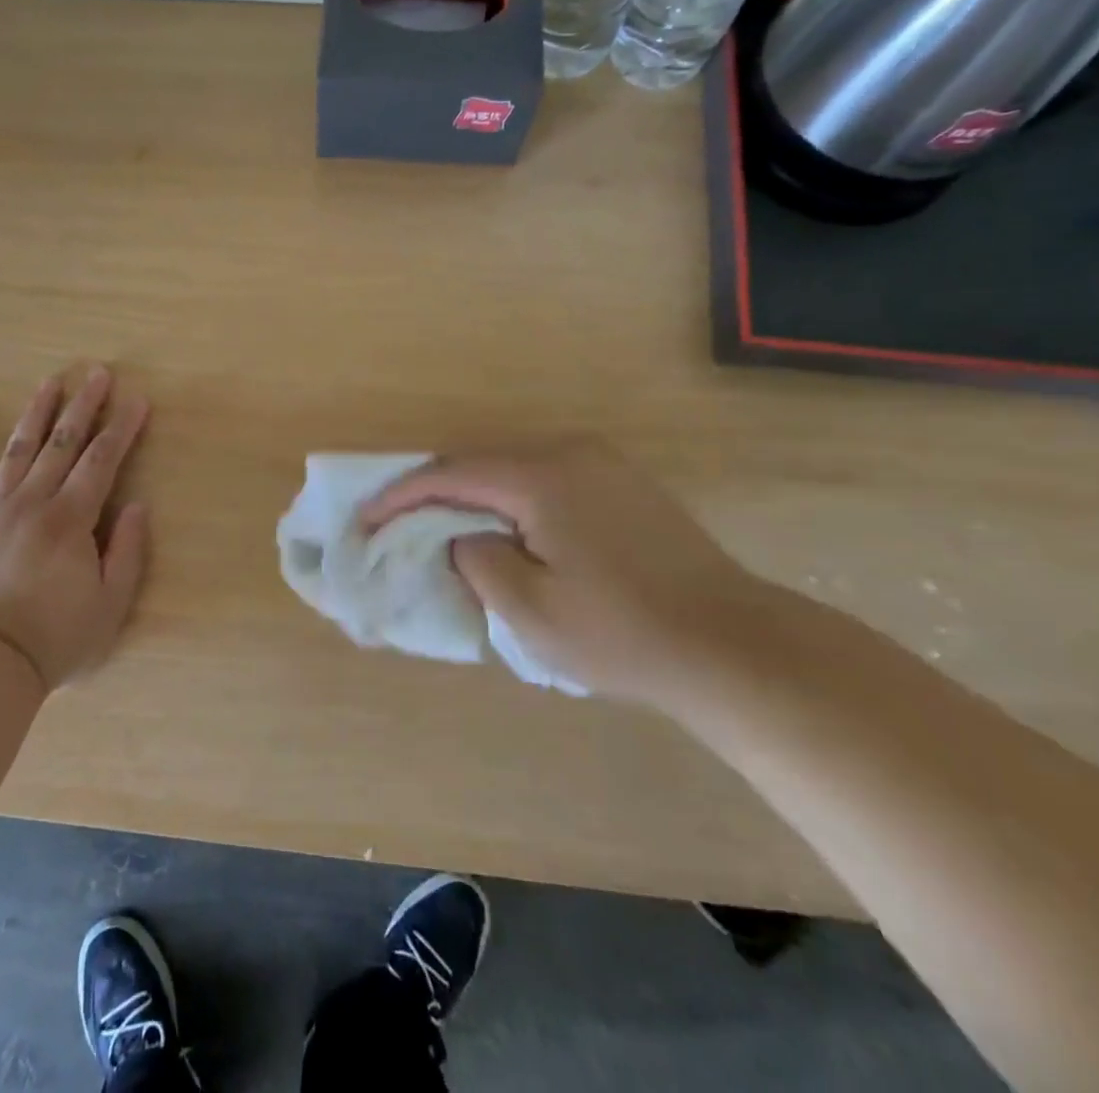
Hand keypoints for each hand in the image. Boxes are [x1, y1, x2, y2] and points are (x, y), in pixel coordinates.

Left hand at [0, 367, 150, 690]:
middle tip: (96, 373)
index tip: (136, 400)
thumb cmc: (57, 637)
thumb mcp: (111, 604)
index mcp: (71, 519)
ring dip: (35, 413)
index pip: (102, 461)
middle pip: (62, 443)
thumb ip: (128, 551)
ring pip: (17, 450)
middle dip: (83, 406)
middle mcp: (33, 502)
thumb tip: (138, 505)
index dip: (121, 428)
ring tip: (49, 382)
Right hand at [361, 441, 757, 702]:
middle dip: (435, 493)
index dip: (402, 495)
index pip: (452, 474)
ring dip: (474, 497)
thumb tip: (463, 539)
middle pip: (481, 464)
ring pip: (513, 470)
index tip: (366, 518)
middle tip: (398, 525)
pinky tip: (504, 530)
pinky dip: (511, 500)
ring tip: (442, 530)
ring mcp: (602, 464)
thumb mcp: (530, 610)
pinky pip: (545, 480)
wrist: (732, 646)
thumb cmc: (622, 633)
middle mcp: (570, 453)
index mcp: (542, 476)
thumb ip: (478, 561)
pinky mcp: (623, 483)